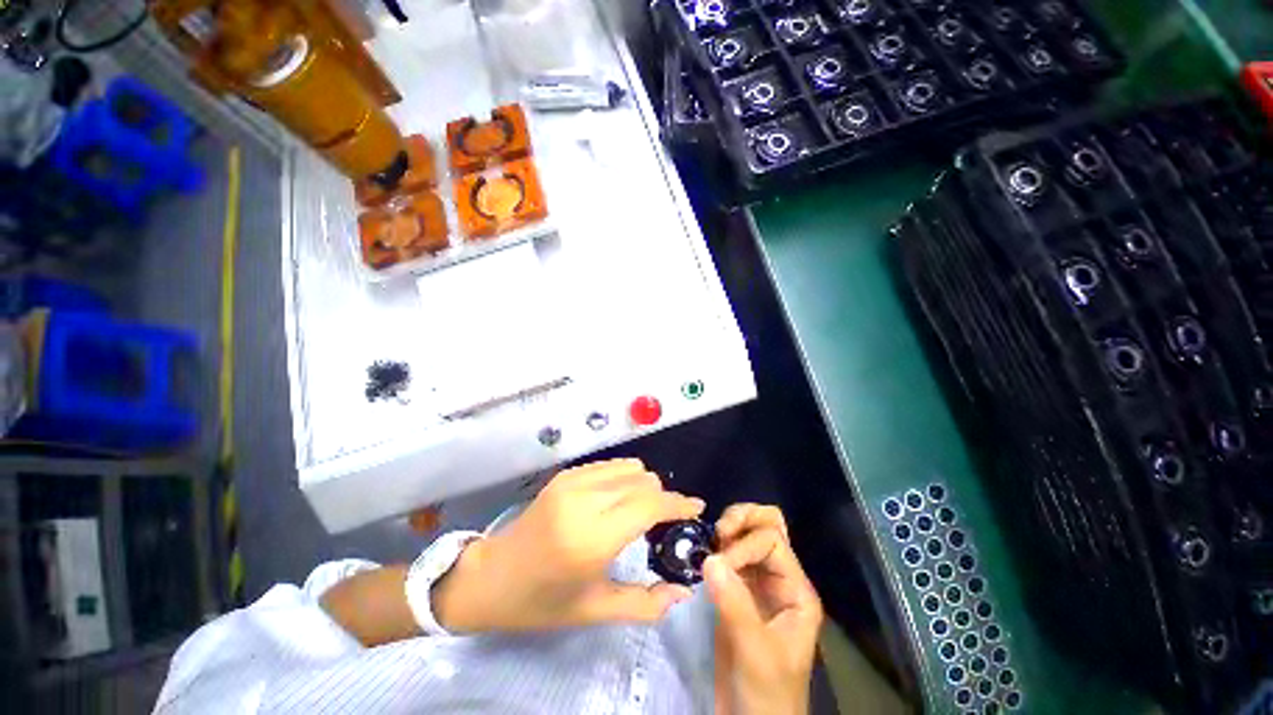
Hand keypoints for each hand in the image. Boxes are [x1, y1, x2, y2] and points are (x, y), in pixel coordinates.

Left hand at [434, 458, 704, 632]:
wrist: (490, 576)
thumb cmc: (541, 602)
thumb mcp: (594, 611)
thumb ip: (645, 604)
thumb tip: (684, 591)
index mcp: (591, 538)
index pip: (650, 505)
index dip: (679, 503)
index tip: (697, 507)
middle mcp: (584, 500)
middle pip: (644, 480)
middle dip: (663, 497)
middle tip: (665, 521)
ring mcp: (573, 481)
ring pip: (630, 467)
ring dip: (645, 485)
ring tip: (642, 509)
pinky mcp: (566, 474)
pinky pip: (611, 465)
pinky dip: (625, 477)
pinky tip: (620, 498)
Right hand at [707, 504, 823, 714]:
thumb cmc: (766, 693)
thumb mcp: (755, 652)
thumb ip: (735, 604)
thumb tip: (710, 558)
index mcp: (795, 590)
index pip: (772, 540)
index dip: (745, 546)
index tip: (720, 567)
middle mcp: (779, 578)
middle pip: (768, 524)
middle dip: (742, 518)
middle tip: (718, 533)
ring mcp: (758, 582)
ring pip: (748, 533)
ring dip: (729, 528)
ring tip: (711, 543)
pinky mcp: (738, 589)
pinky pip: (730, 552)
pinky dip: (718, 545)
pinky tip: (706, 555)